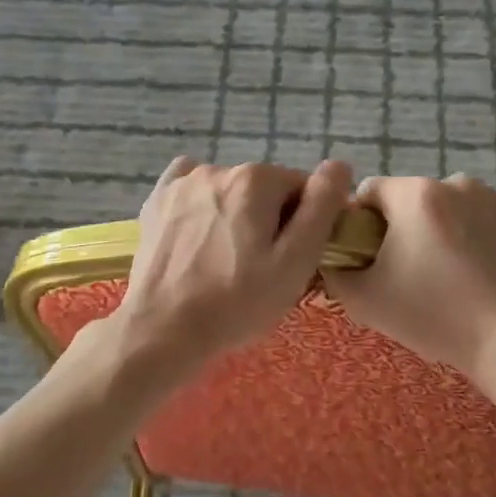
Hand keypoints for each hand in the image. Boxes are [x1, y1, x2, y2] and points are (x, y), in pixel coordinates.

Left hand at [105, 156, 353, 382]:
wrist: (161, 330)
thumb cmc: (237, 302)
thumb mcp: (295, 261)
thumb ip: (321, 208)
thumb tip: (339, 167)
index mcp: (256, 179)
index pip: (302, 189)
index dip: (304, 224)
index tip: (291, 259)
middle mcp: (218, 169)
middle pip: (264, 190)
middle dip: (270, 220)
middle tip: (260, 268)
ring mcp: (182, 183)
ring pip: (229, 192)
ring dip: (236, 216)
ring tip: (225, 261)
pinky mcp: (156, 202)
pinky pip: (190, 190)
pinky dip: (201, 206)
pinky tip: (199, 234)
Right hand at [319, 175, 495, 417]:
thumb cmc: (436, 318)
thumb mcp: (365, 301)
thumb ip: (335, 270)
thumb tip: (333, 255)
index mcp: (415, 195)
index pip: (368, 191)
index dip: (360, 223)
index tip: (370, 258)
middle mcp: (455, 183)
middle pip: (409, 198)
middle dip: (402, 227)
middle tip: (408, 274)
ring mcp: (493, 197)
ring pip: (446, 207)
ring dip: (438, 230)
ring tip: (447, 276)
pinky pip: (479, 218)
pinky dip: (472, 236)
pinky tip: (478, 274)